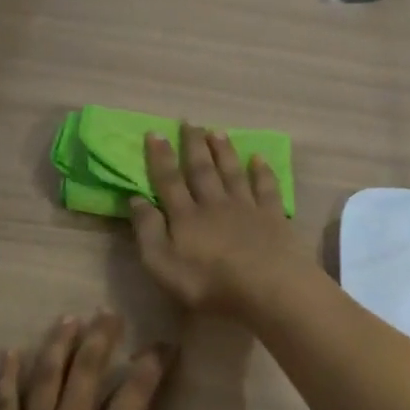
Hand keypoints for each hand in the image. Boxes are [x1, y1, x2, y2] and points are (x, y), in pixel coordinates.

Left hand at [0, 311, 218, 409]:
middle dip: (101, 338)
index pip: (136, 393)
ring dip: (58, 345)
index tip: (164, 344)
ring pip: (45, 377)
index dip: (152, 364)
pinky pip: (1, 404)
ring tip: (68, 318)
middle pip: (87, 371)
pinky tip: (9, 354)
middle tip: (109, 312)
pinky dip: (5, 377)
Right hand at [129, 125, 309, 315]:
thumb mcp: (162, 264)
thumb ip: (148, 231)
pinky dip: (262, 171)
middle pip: (202, 170)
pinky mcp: (273, 217)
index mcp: (185, 216)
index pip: (169, 180)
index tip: (155, 133)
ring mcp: (246, 208)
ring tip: (216, 131)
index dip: (160, 157)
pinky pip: (266, 188)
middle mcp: (214, 204)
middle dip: (193, 145)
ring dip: (223, 151)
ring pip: (232, 172)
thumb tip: (135, 199)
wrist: (267, 288)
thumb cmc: (208, 283)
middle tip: (189, 122)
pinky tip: (258, 159)